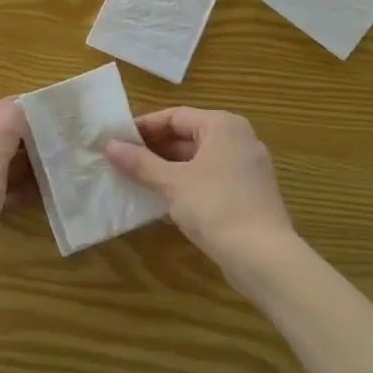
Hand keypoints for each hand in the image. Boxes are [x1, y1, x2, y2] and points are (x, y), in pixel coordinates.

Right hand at [104, 108, 296, 269]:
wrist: (263, 256)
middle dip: (154, 149)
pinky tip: (164, 199)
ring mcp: (247, 166)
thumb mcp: (171, 183)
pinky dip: (187, 183)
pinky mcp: (249, 192)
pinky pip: (211, 177)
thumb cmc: (215, 207)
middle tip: (122, 161)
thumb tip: (109, 146)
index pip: (174, 116)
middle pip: (188, 135)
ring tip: (136, 180)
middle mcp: (239, 138)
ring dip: (168, 168)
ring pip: (199, 159)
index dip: (143, 128)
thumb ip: (140, 162)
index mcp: (223, 125)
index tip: (116, 141)